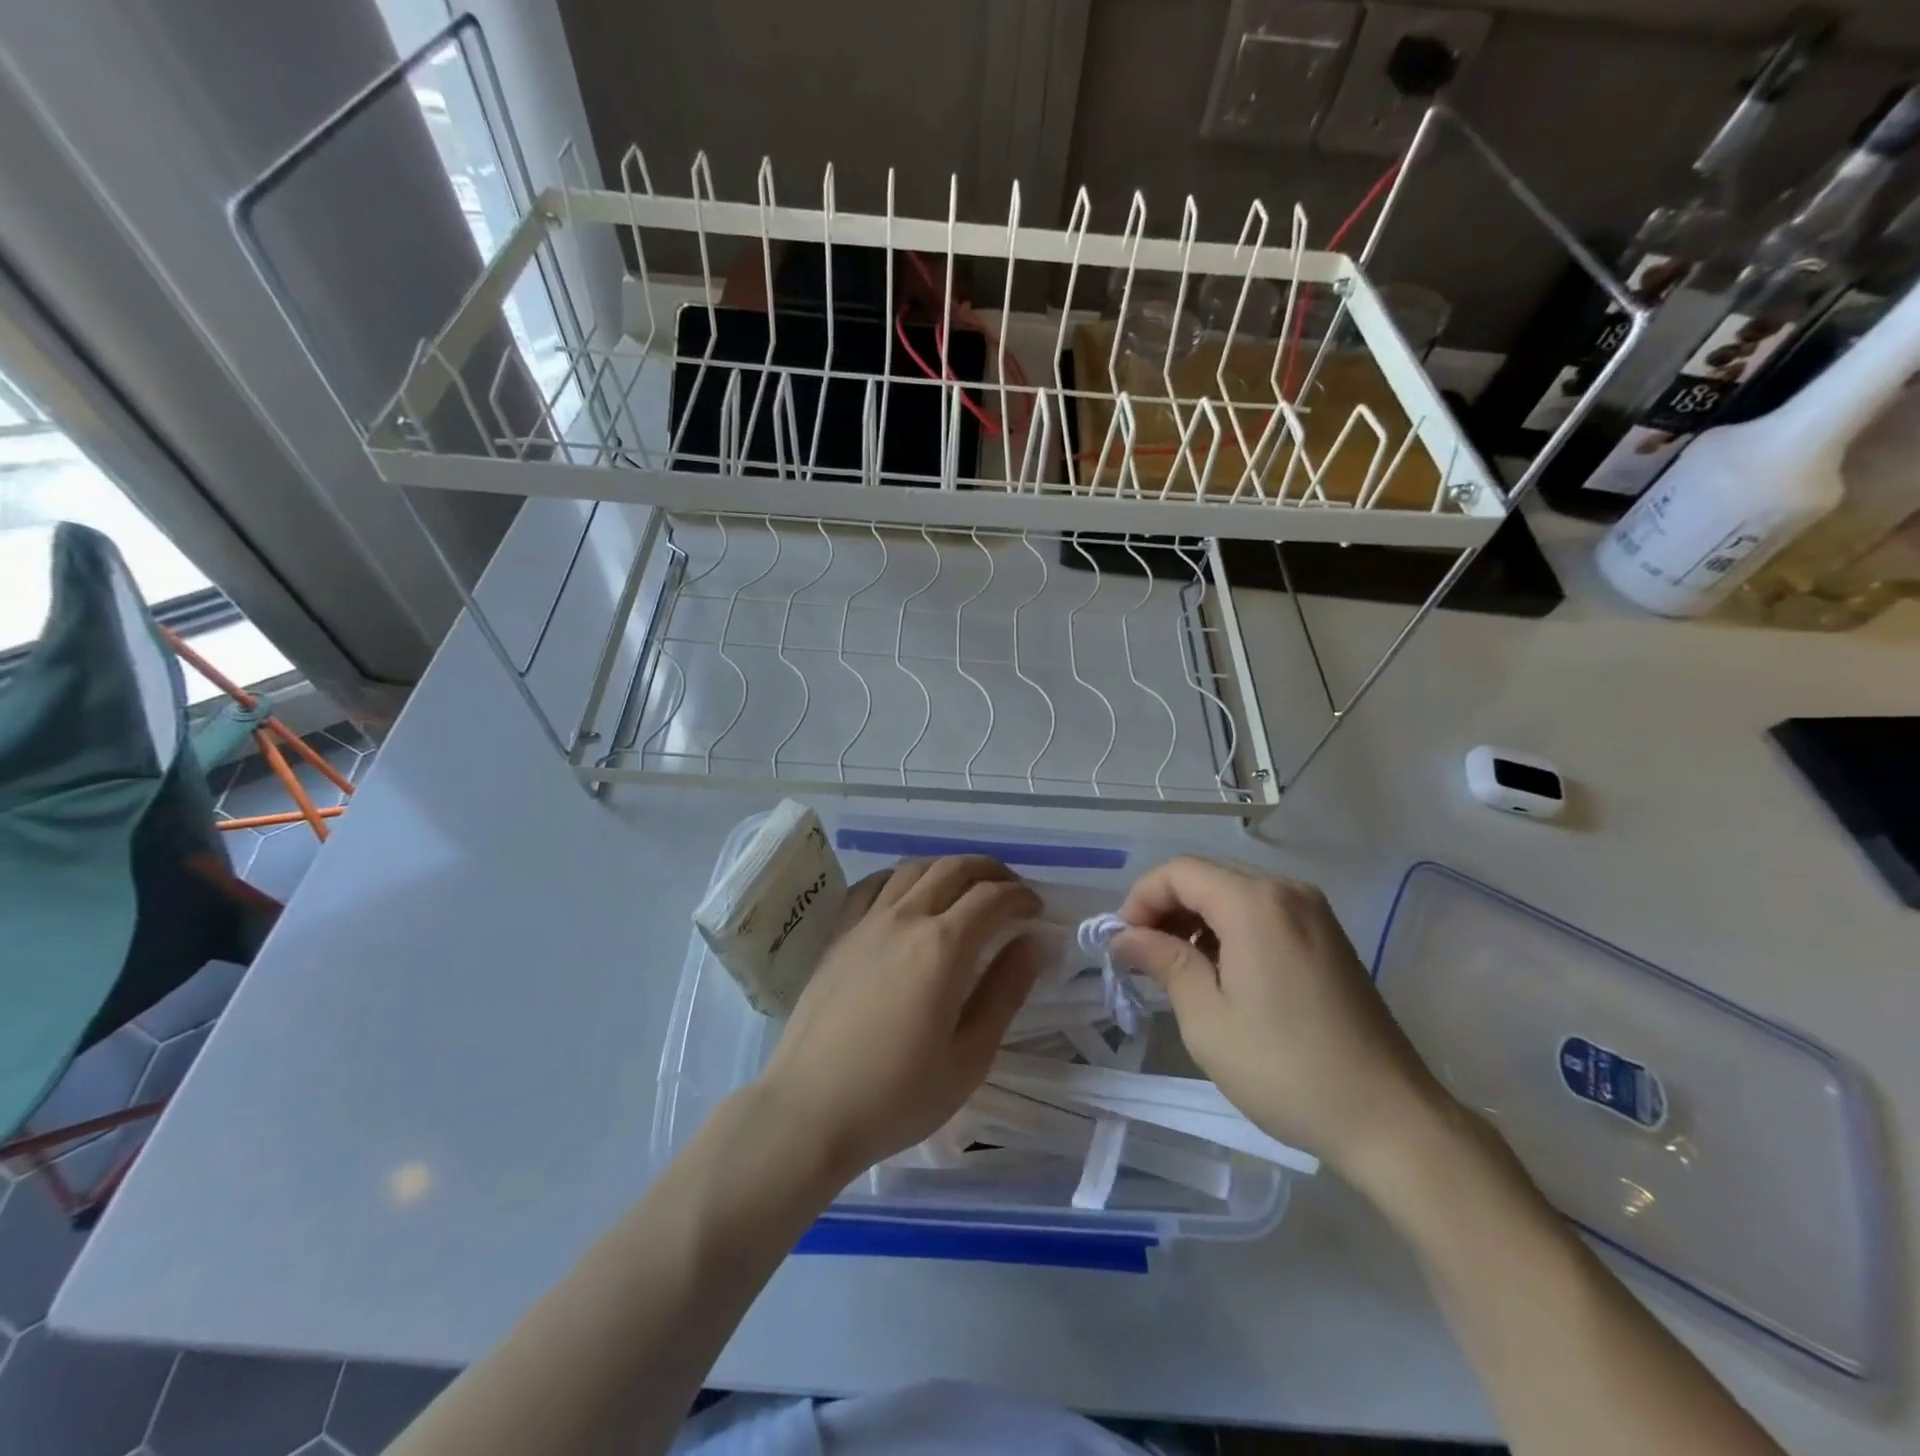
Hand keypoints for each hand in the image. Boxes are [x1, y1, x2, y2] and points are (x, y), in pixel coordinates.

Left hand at [756, 856, 1044, 1180]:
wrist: (809, 1110)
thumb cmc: (897, 1095)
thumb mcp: (969, 1056)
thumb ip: (1006, 992)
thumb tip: (1036, 942)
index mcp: (942, 947)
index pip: (991, 898)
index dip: (1021, 896)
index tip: (1038, 910)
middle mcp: (905, 918)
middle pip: (953, 869)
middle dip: (990, 871)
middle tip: (1011, 890)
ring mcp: (866, 922)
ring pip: (913, 869)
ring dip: (948, 869)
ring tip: (966, 888)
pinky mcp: (838, 934)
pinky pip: (872, 885)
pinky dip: (900, 877)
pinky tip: (907, 894)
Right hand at [1111, 856, 1448, 1179]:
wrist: (1390, 1119)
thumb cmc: (1286, 1069)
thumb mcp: (1208, 1020)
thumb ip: (1164, 963)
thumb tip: (1125, 938)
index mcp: (1255, 904)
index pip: (1179, 872)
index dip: (1141, 899)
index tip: (1123, 943)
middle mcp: (1287, 892)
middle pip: (1208, 878)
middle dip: (1166, 909)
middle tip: (1143, 959)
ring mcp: (1314, 913)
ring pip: (1235, 894)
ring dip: (1197, 921)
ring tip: (1178, 970)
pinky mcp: (1329, 937)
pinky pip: (1264, 914)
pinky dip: (1230, 930)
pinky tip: (1222, 974)